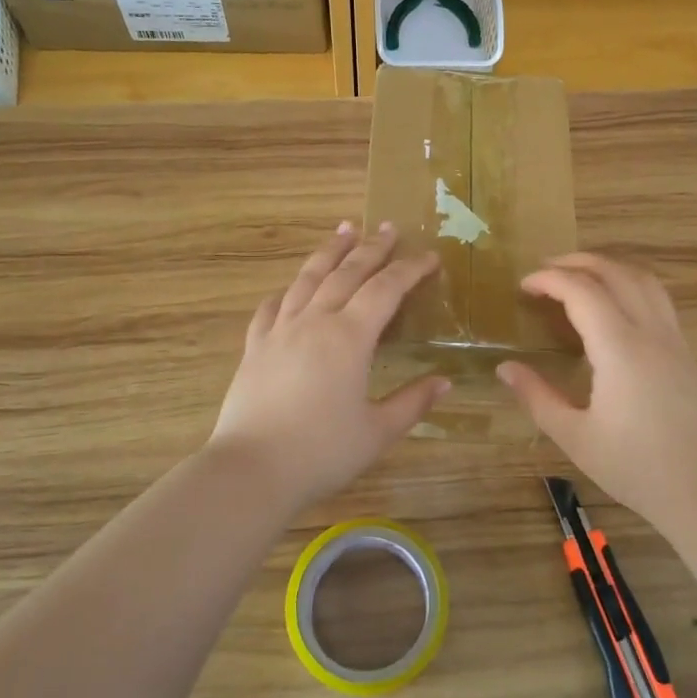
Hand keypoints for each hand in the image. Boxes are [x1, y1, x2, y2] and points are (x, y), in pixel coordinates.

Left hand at [209, 222, 447, 507]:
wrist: (252, 470)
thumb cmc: (322, 452)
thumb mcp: (378, 432)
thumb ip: (412, 402)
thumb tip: (444, 382)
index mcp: (350, 337)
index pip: (386, 289)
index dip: (410, 269)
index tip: (430, 256)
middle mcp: (315, 321)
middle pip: (346, 273)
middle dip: (372, 248)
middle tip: (389, 227)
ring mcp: (280, 330)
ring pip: (308, 278)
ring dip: (329, 252)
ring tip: (344, 230)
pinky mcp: (255, 347)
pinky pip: (272, 307)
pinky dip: (287, 291)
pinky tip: (291, 288)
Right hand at [497, 253, 696, 530]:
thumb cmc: (636, 468)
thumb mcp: (575, 437)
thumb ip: (537, 397)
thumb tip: (505, 368)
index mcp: (619, 348)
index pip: (581, 291)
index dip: (549, 280)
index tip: (524, 286)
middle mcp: (650, 332)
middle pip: (616, 272)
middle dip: (578, 261)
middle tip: (546, 270)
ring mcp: (674, 340)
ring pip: (644, 280)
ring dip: (609, 267)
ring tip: (580, 276)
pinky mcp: (687, 353)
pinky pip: (658, 299)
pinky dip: (630, 285)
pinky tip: (616, 306)